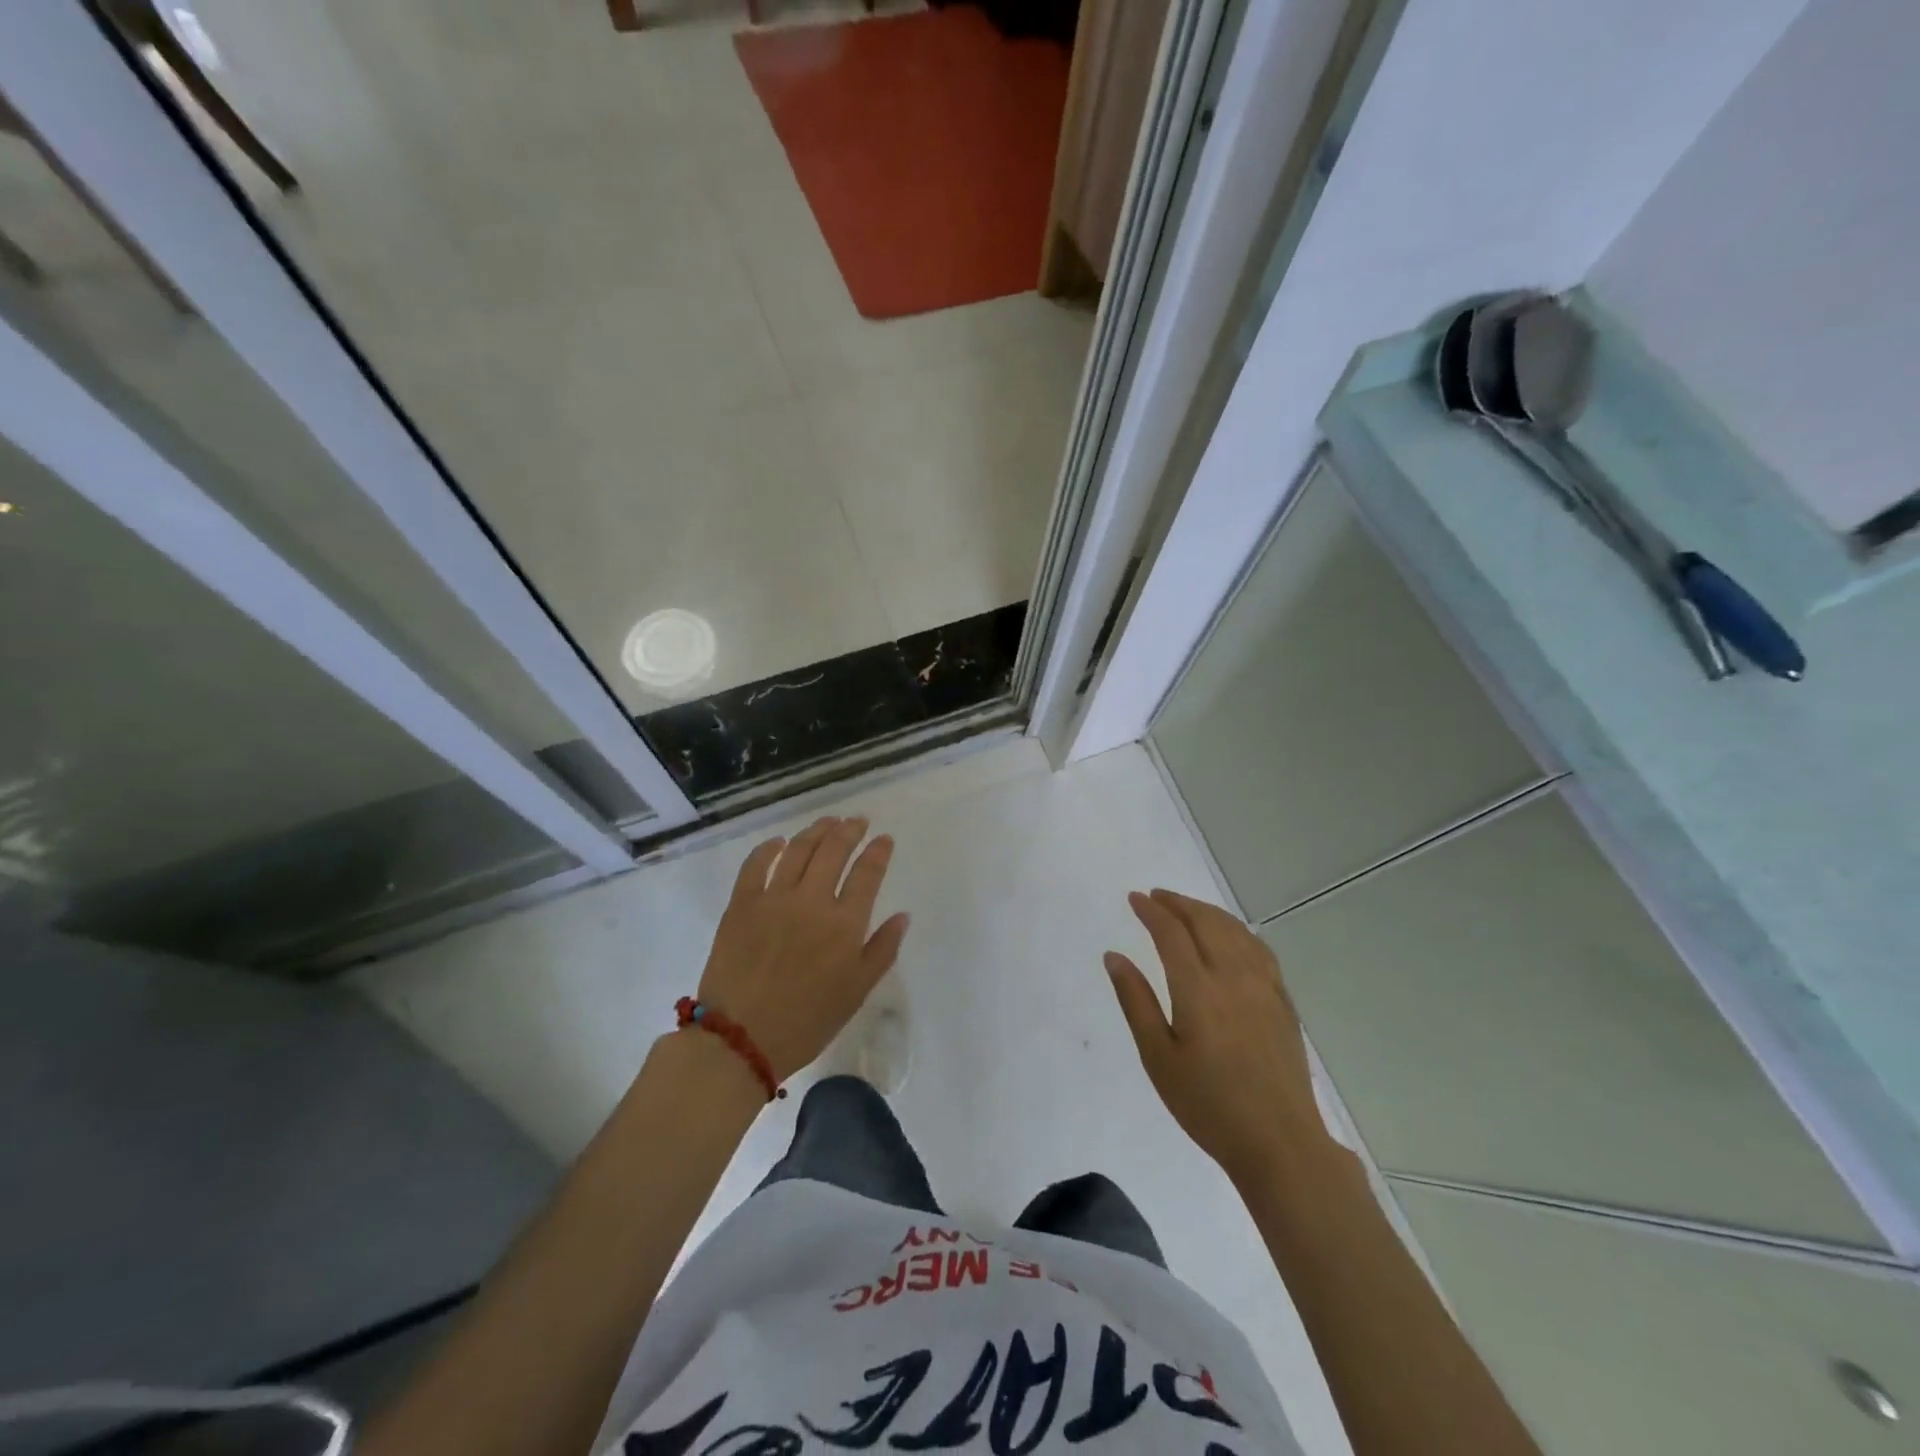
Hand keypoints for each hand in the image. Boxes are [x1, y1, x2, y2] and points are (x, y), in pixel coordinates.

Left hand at [696, 815, 909, 1082]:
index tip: (884, 839)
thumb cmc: (806, 1021)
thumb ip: (883, 950)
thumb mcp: (856, 992)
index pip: (867, 874)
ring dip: (816, 831)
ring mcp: (773, 898)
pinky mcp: (741, 904)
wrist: (740, 1039)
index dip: (878, 852)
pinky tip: (779, 842)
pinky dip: (768, 848)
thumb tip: (902, 916)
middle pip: (834, 851)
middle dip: (849, 830)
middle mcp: (811, 901)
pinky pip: (755, 865)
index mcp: (844, 924)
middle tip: (857, 821)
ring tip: (828, 822)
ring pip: (798, 850)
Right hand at [1105, 889, 1330, 1185]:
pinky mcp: (1283, 1002)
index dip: (1151, 911)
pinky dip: (1238, 930)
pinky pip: (1260, 949)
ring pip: (1235, 931)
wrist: (1279, 1142)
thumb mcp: (1158, 1057)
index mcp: (1198, 989)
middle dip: (1178, 903)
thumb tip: (1114, 956)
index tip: (1134, 899)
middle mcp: (1233, 977)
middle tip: (1156, 896)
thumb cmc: (1208, 1104)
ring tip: (1187, 908)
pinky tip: (1231, 936)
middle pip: (1205, 922)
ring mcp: (1264, 987)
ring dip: (1208, 912)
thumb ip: (1135, 1001)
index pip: (1171, 933)